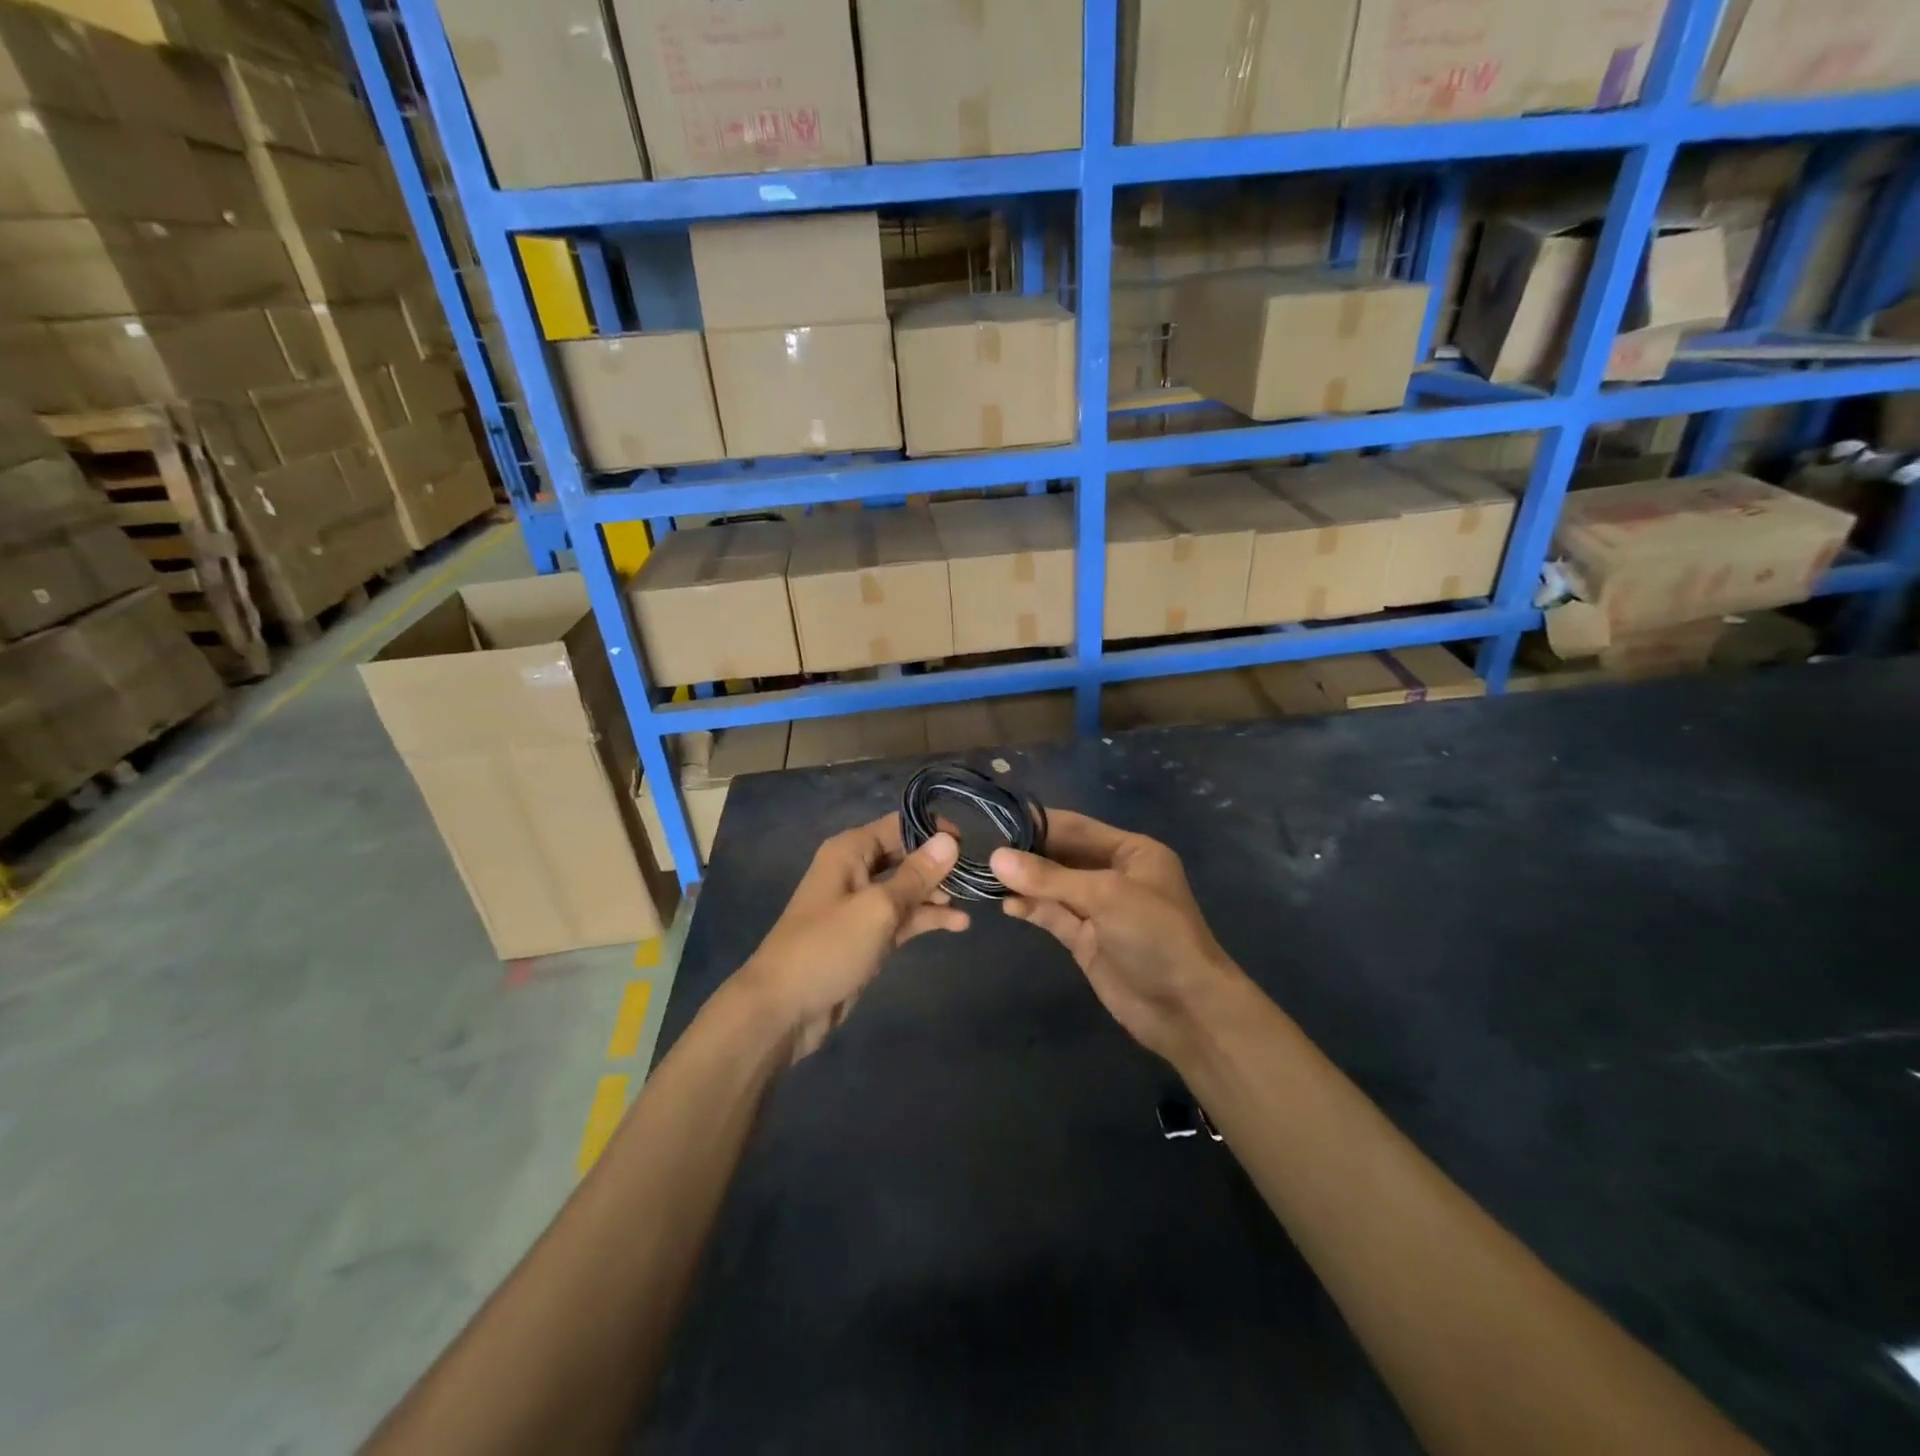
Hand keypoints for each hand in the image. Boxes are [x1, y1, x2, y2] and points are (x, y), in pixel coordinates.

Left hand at [738, 814, 965, 1060]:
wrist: (783, 1009)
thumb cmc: (828, 947)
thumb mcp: (878, 908)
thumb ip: (916, 875)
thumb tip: (950, 840)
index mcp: (851, 851)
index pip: (899, 825)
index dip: (934, 831)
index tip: (971, 844)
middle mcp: (856, 870)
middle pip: (906, 855)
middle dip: (940, 864)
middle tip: (978, 875)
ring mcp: (862, 905)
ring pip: (907, 888)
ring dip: (937, 893)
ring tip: (974, 900)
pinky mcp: (867, 936)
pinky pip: (903, 918)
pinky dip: (927, 918)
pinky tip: (958, 924)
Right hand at [991, 811, 1244, 1063]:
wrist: (1185, 1008)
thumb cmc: (1155, 935)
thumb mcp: (1105, 895)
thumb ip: (1050, 877)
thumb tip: (996, 858)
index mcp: (1131, 852)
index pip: (1076, 827)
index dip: (1038, 823)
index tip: (995, 819)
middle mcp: (1114, 874)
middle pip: (1062, 856)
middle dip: (1026, 854)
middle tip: (980, 848)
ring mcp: (1099, 909)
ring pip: (1054, 887)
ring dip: (1024, 882)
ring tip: (984, 876)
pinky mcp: (1086, 940)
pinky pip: (1053, 916)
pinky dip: (1031, 909)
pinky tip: (1006, 905)